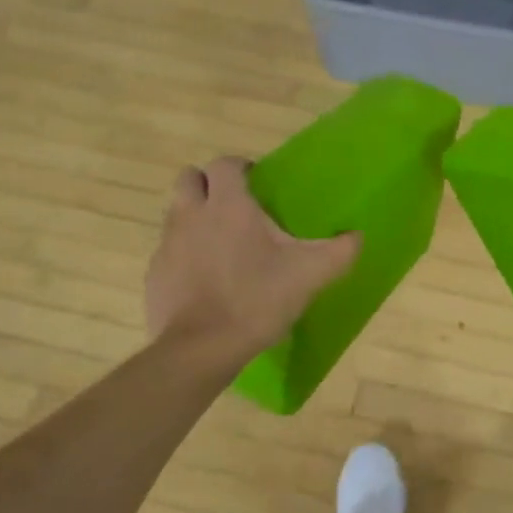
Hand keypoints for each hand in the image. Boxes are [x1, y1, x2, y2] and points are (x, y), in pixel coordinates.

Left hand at [146, 157, 359, 357]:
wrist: (201, 349)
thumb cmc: (256, 300)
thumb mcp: (309, 275)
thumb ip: (339, 251)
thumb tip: (358, 236)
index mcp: (228, 206)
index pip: (224, 163)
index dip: (240, 168)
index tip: (257, 184)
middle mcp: (191, 215)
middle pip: (189, 178)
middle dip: (209, 185)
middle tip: (235, 208)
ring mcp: (167, 245)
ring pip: (177, 214)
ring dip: (197, 219)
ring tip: (224, 246)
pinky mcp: (154, 275)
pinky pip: (169, 251)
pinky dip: (185, 256)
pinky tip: (207, 281)